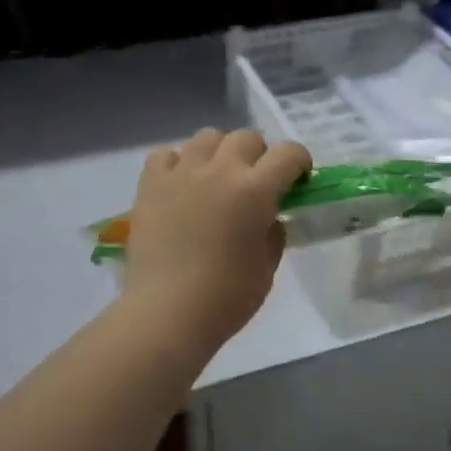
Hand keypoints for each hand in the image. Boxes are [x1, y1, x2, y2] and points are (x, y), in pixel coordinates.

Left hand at [122, 128, 311, 348]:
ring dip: (219, 153)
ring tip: (216, 179)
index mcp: (255, 190)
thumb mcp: (267, 267)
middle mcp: (220, 170)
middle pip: (247, 138)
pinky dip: (177, 163)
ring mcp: (182, 173)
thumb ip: (273, 233)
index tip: (297, 180)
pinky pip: (166, 154)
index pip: (289, 153)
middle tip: (256, 183)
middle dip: (259, 155)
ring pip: (207, 137)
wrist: (166, 313)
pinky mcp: (150, 184)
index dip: (299, 162)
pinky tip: (181, 185)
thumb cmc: (226, 297)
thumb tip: (269, 217)